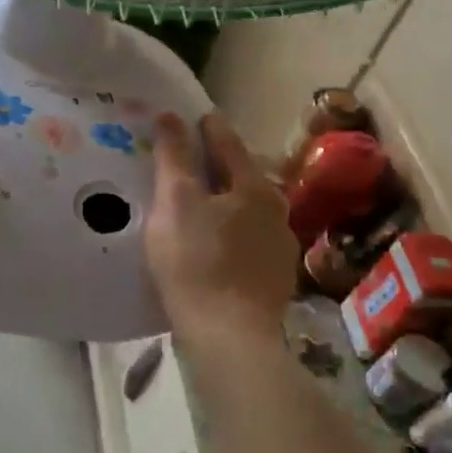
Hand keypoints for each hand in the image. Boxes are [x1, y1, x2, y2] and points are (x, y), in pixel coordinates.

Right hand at [146, 111, 298, 340]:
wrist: (230, 337)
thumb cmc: (196, 263)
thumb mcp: (175, 203)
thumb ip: (174, 157)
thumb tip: (171, 115)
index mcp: (253, 186)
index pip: (227, 143)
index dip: (207, 128)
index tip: (194, 117)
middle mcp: (276, 210)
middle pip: (242, 177)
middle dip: (218, 168)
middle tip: (190, 164)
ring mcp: (280, 247)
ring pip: (248, 212)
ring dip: (226, 204)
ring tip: (200, 208)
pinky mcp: (275, 279)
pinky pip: (249, 244)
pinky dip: (231, 236)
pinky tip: (215, 249)